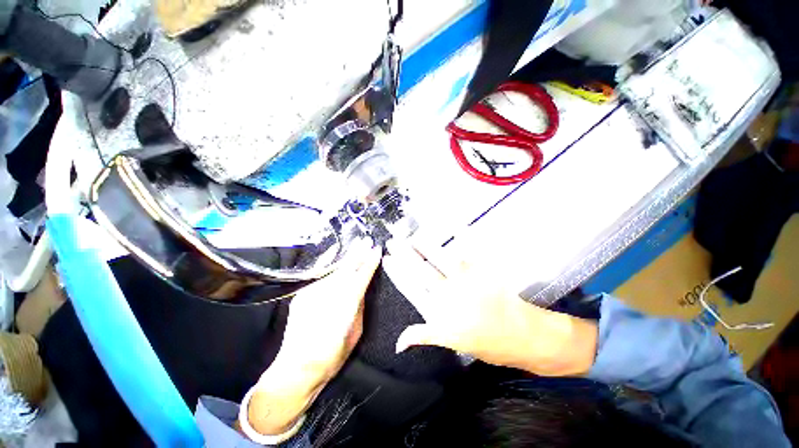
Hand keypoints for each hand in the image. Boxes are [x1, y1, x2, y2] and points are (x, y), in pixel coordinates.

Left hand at [244, 240, 381, 435]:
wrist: (296, 369)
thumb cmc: (332, 356)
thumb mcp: (355, 334)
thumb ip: (359, 307)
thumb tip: (361, 289)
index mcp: (343, 309)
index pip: (360, 279)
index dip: (369, 264)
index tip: (376, 251)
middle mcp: (326, 298)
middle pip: (345, 270)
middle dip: (358, 254)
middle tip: (366, 240)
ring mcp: (311, 295)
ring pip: (333, 271)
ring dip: (346, 258)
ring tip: (356, 245)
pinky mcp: (302, 295)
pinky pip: (320, 277)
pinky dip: (330, 265)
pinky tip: (335, 254)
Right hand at [383, 243, 597, 376]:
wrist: (521, 337)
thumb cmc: (485, 342)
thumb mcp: (450, 342)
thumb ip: (423, 335)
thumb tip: (399, 342)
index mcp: (439, 310)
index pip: (411, 286)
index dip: (397, 272)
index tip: (387, 258)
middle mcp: (448, 292)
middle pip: (421, 270)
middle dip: (405, 254)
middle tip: (393, 241)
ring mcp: (466, 279)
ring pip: (440, 258)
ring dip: (425, 246)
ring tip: (413, 235)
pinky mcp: (483, 271)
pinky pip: (469, 252)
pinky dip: (462, 237)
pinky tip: (454, 226)